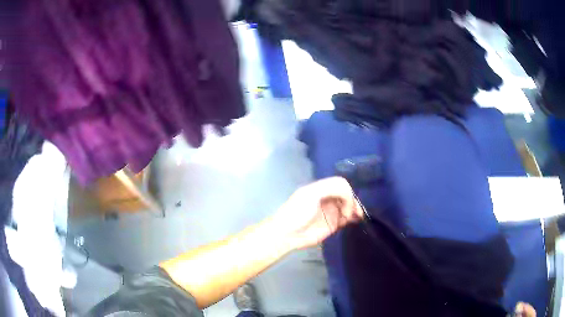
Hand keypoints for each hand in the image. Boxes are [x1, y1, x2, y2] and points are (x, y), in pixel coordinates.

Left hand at [271, 177, 363, 250]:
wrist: (288, 234)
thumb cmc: (297, 212)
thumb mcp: (311, 193)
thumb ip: (331, 188)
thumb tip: (348, 199)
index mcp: (322, 188)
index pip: (341, 184)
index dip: (347, 193)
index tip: (347, 205)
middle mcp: (329, 198)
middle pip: (347, 194)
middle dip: (353, 201)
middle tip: (355, 212)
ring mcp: (332, 211)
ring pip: (349, 206)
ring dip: (355, 209)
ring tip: (358, 217)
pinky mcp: (333, 224)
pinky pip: (348, 218)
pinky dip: (354, 218)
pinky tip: (356, 220)